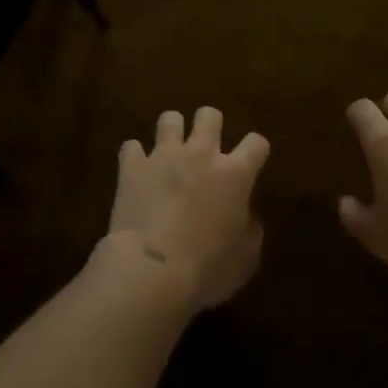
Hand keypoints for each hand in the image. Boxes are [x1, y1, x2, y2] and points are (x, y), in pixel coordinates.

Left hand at [104, 108, 269, 310]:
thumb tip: (246, 217)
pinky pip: (131, 147)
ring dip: (172, 133)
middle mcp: (201, 154)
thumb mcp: (245, 259)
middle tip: (206, 149)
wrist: (151, 272)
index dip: (256, 150)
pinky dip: (135, 158)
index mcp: (234, 174)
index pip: (256, 143)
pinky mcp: (132, 166)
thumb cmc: (207, 270)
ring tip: (170, 152)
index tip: (252, 162)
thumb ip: (250, 230)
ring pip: (170, 119)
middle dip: (210, 126)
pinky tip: (137, 171)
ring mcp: (163, 155)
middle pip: (210, 115)